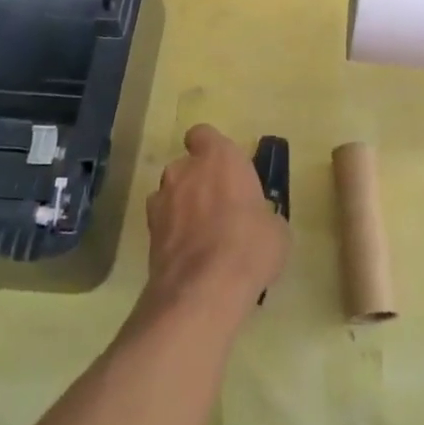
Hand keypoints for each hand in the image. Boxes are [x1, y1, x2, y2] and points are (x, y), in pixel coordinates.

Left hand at [141, 125, 290, 321]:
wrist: (204, 289)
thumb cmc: (250, 245)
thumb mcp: (276, 229)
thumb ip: (262, 215)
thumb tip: (260, 222)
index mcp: (219, 157)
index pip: (203, 135)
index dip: (210, 149)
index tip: (223, 169)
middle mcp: (184, 171)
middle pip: (186, 167)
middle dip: (198, 183)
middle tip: (219, 209)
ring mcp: (160, 202)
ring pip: (170, 195)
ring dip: (182, 208)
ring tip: (202, 237)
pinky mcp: (147, 234)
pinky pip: (163, 225)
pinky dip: (173, 235)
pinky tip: (190, 258)